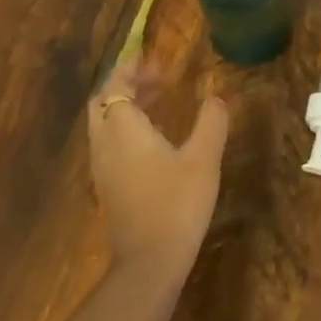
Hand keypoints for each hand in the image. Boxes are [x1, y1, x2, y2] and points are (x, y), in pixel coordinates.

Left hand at [87, 54, 228, 282]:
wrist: (149, 262)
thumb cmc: (176, 202)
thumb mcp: (204, 157)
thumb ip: (211, 121)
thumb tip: (217, 96)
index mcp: (123, 129)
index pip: (116, 86)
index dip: (131, 68)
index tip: (153, 58)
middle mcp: (105, 144)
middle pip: (103, 103)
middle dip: (126, 85)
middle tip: (158, 78)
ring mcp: (102, 168)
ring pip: (104, 125)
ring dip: (126, 106)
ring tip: (160, 101)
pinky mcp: (108, 187)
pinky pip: (109, 144)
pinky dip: (126, 128)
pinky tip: (154, 138)